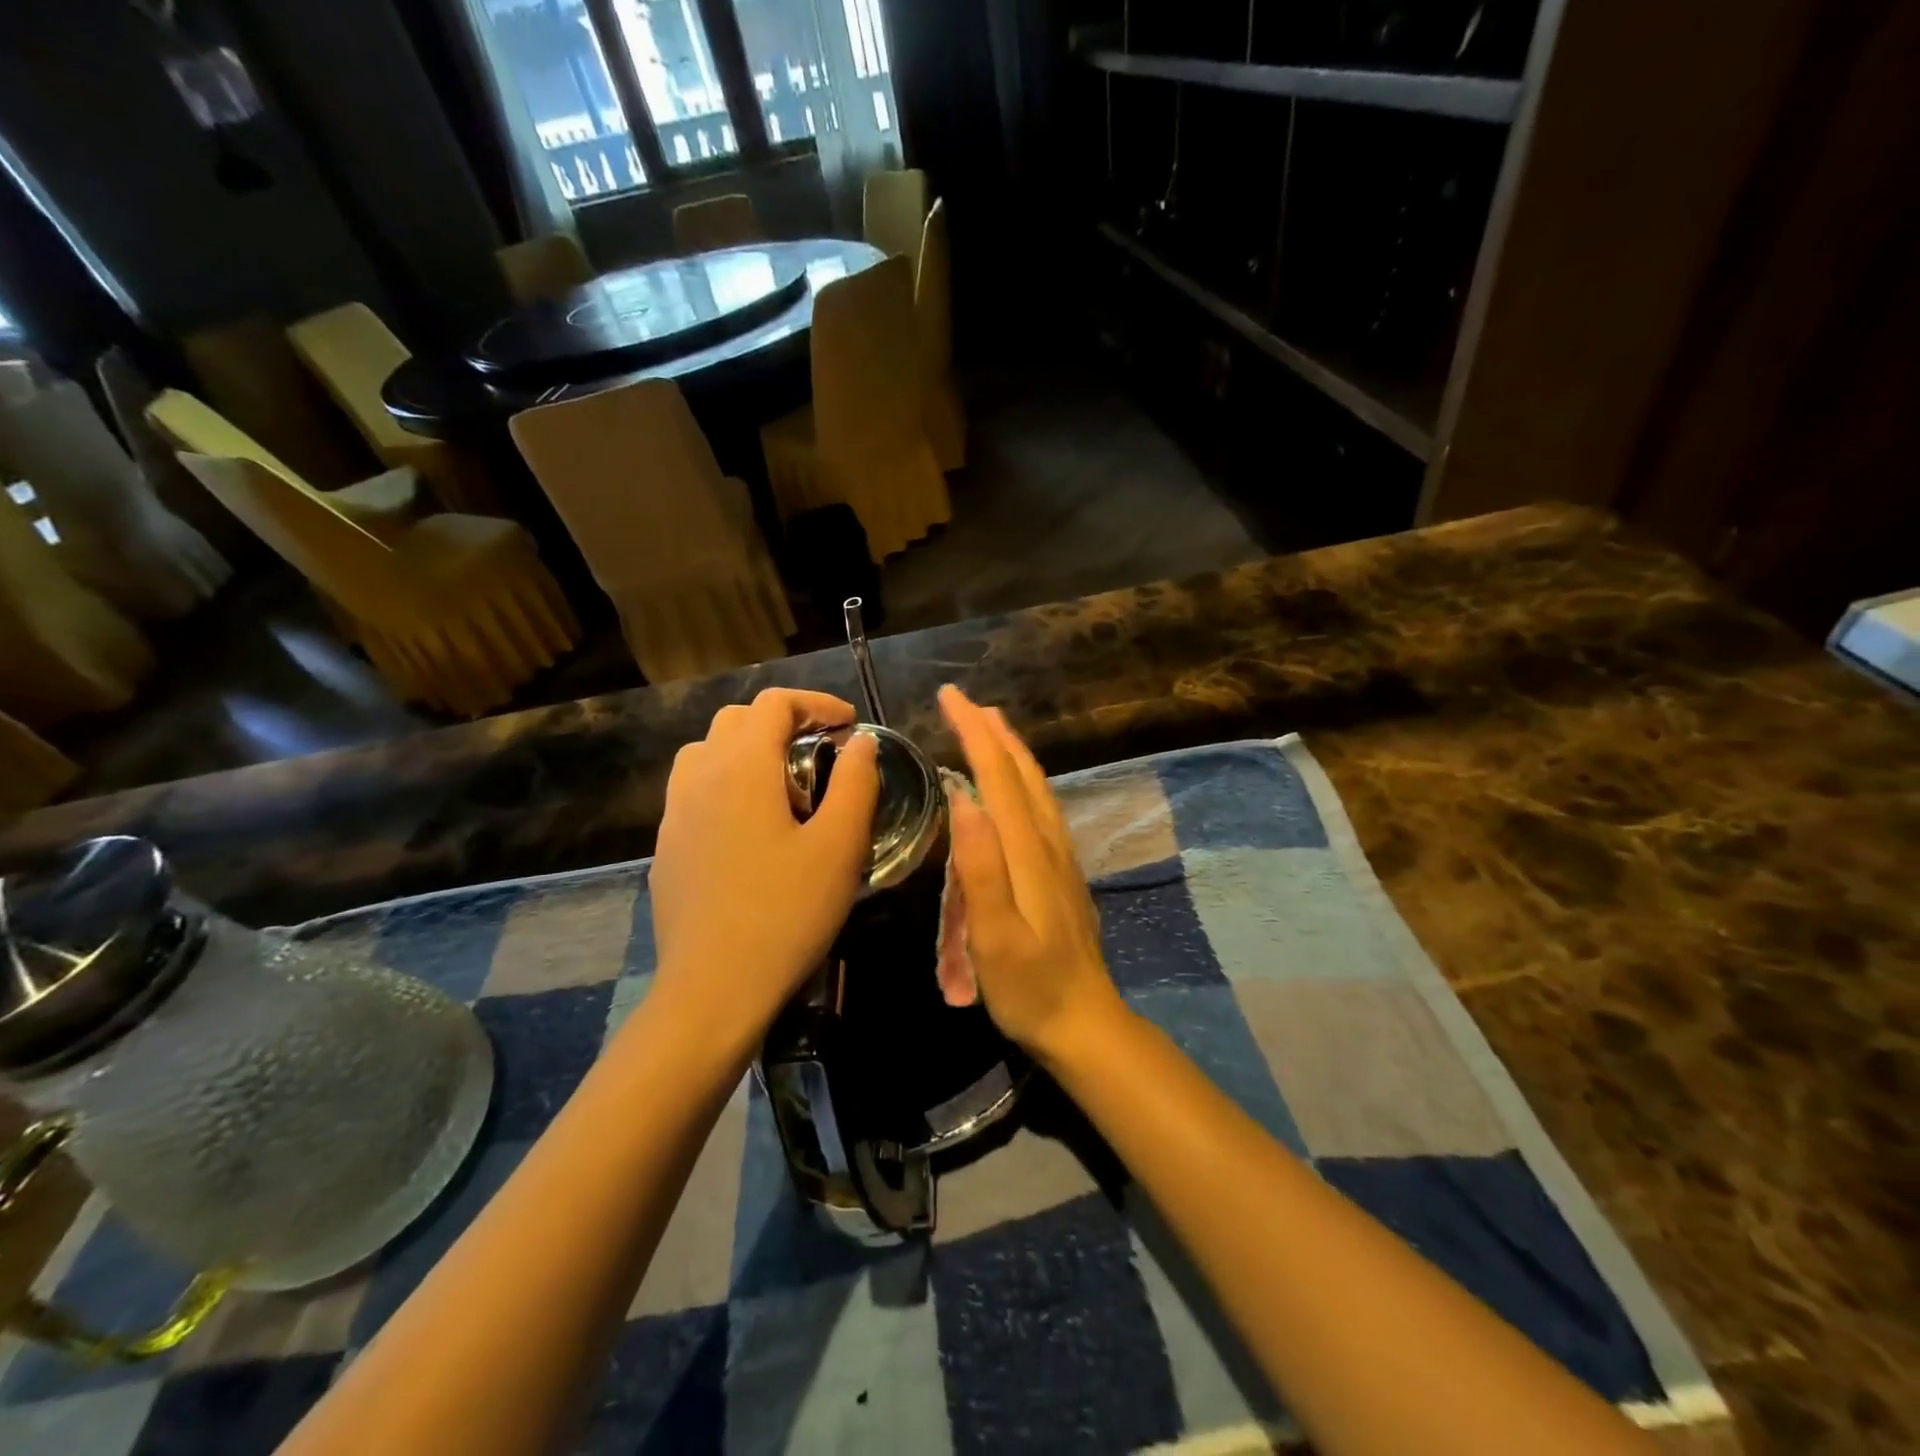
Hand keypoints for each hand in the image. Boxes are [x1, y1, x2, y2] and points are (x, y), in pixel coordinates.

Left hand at [649, 689, 879, 1031]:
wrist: (712, 989)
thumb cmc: (786, 914)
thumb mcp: (839, 847)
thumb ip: (855, 783)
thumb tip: (860, 742)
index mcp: (742, 768)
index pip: (774, 704)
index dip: (816, 704)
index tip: (849, 726)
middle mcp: (700, 777)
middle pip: (737, 720)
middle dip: (783, 722)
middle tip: (821, 752)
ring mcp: (675, 813)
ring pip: (707, 752)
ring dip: (748, 750)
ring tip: (784, 786)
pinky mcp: (667, 847)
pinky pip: (694, 790)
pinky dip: (726, 783)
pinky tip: (751, 828)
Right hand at [938, 684, 1127, 1064]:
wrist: (1085, 1022)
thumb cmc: (1030, 988)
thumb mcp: (995, 937)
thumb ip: (980, 868)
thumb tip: (963, 798)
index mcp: (1028, 852)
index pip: (998, 776)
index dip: (974, 732)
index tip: (950, 697)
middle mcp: (1048, 843)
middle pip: (1021, 772)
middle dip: (993, 731)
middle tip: (965, 702)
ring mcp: (1060, 857)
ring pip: (1037, 787)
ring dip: (1012, 750)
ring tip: (991, 726)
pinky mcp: (1062, 872)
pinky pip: (1041, 807)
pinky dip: (1024, 779)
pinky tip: (1017, 785)